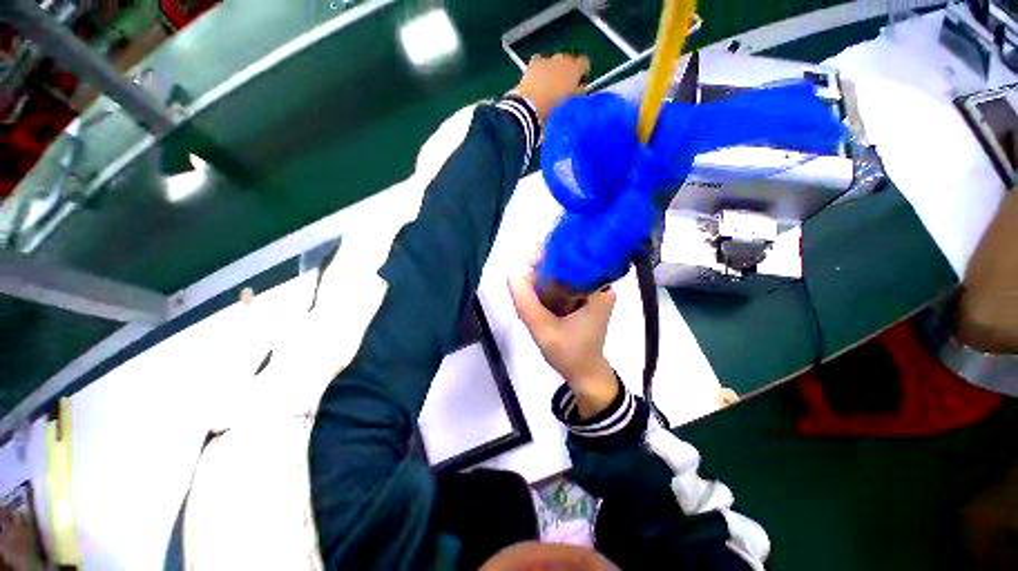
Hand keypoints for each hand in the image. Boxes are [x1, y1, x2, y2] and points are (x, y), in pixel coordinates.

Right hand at [508, 273, 617, 417]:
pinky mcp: (584, 299)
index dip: (550, 256)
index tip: (529, 261)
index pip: (574, 260)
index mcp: (599, 291)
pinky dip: (546, 289)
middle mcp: (599, 287)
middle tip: (523, 285)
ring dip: (541, 281)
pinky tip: (533, 299)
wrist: (585, 374)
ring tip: (525, 295)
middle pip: (567, 265)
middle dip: (542, 271)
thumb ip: (526, 304)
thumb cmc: (570, 354)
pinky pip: (563, 285)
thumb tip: (511, 275)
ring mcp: (592, 292)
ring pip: (562, 274)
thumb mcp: (544, 330)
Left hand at [512, 53, 590, 120]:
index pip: (584, 63)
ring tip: (549, 84)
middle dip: (567, 70)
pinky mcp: (534, 63)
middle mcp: (563, 59)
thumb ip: (578, 91)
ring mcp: (548, 59)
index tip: (579, 82)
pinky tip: (538, 78)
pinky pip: (540, 61)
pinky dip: (541, 68)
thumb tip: (582, 88)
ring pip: (555, 61)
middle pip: (569, 60)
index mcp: (575, 69)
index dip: (583, 72)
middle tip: (563, 85)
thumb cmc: (554, 106)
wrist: (531, 104)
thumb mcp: (570, 100)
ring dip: (554, 69)